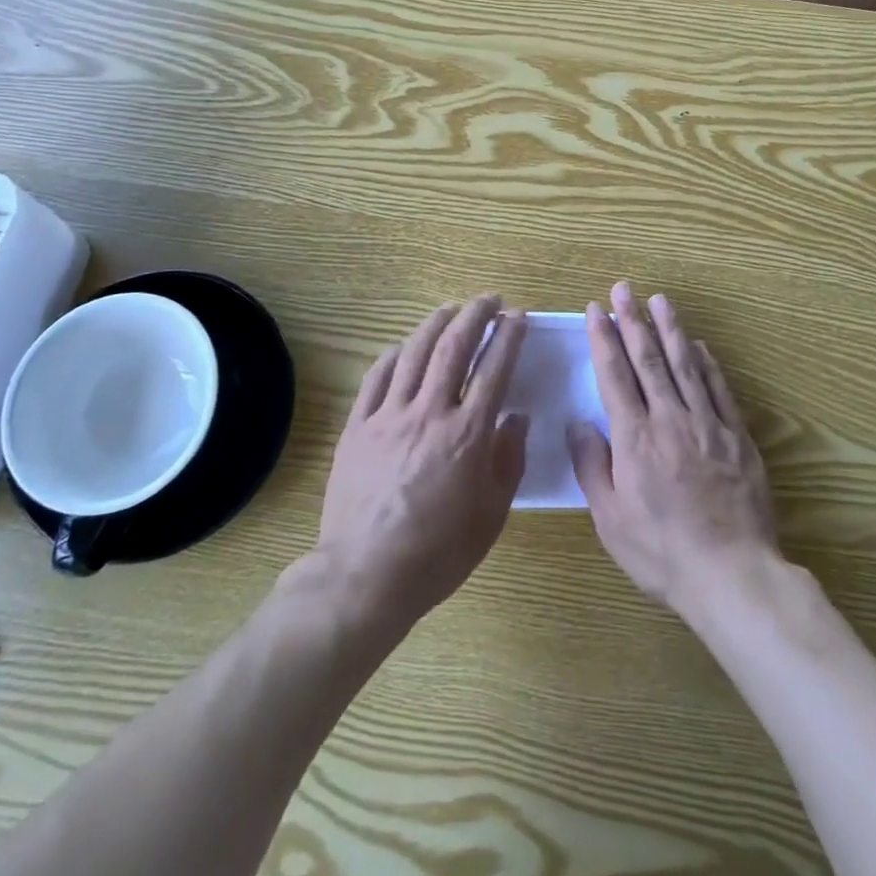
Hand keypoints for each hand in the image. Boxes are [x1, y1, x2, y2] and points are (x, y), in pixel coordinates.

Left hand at [316, 296, 528, 629]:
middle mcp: (430, 412)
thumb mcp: (492, 514)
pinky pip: (376, 377)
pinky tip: (403, 347)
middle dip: (475, 315)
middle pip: (454, 346)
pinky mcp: (358, 426)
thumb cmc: (439, 551)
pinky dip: (394, 354)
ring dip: (436, 323)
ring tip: (450, 309)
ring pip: (414, 352)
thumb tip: (517, 417)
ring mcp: (389, 415)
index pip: (494, 368)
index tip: (517, 317)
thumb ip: (508, 459)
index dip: (508, 336)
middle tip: (489, 300)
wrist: (366, 575)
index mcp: (468, 433)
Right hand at [568, 283, 778, 616]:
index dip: (605, 339)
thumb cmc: (661, 552)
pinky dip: (708, 363)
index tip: (597, 310)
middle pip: (648, 359)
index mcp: (634, 438)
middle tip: (624, 288)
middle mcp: (669, 419)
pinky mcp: (737, 437)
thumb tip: (578, 423)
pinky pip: (719, 389)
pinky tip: (700, 345)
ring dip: (670, 329)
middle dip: (633, 320)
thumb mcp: (610, 519)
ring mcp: (707, 424)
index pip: (615, 375)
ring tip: (660, 300)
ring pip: (685, 365)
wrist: (732, 574)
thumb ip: (592, 466)